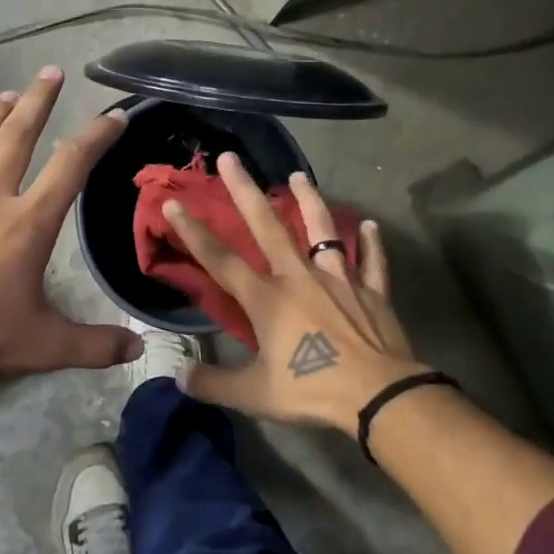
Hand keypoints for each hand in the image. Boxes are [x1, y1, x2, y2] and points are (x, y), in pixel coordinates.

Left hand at [0, 66, 141, 383]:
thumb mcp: (46, 345)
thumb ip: (95, 345)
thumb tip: (140, 351)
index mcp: (29, 222)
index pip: (71, 165)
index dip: (96, 135)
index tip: (113, 115)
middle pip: (18, 136)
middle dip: (38, 101)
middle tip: (50, 71)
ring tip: (7, 95)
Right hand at [162, 151, 425, 433]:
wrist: (379, 395)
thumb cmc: (312, 390)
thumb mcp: (254, 395)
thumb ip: (213, 385)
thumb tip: (178, 377)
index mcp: (267, 300)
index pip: (221, 260)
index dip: (194, 232)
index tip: (174, 203)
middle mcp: (299, 278)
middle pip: (268, 227)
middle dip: (245, 191)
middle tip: (231, 158)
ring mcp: (339, 280)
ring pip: (323, 231)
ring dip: (310, 201)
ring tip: (299, 176)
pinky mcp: (372, 292)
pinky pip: (372, 262)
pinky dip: (371, 243)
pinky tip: (371, 224)